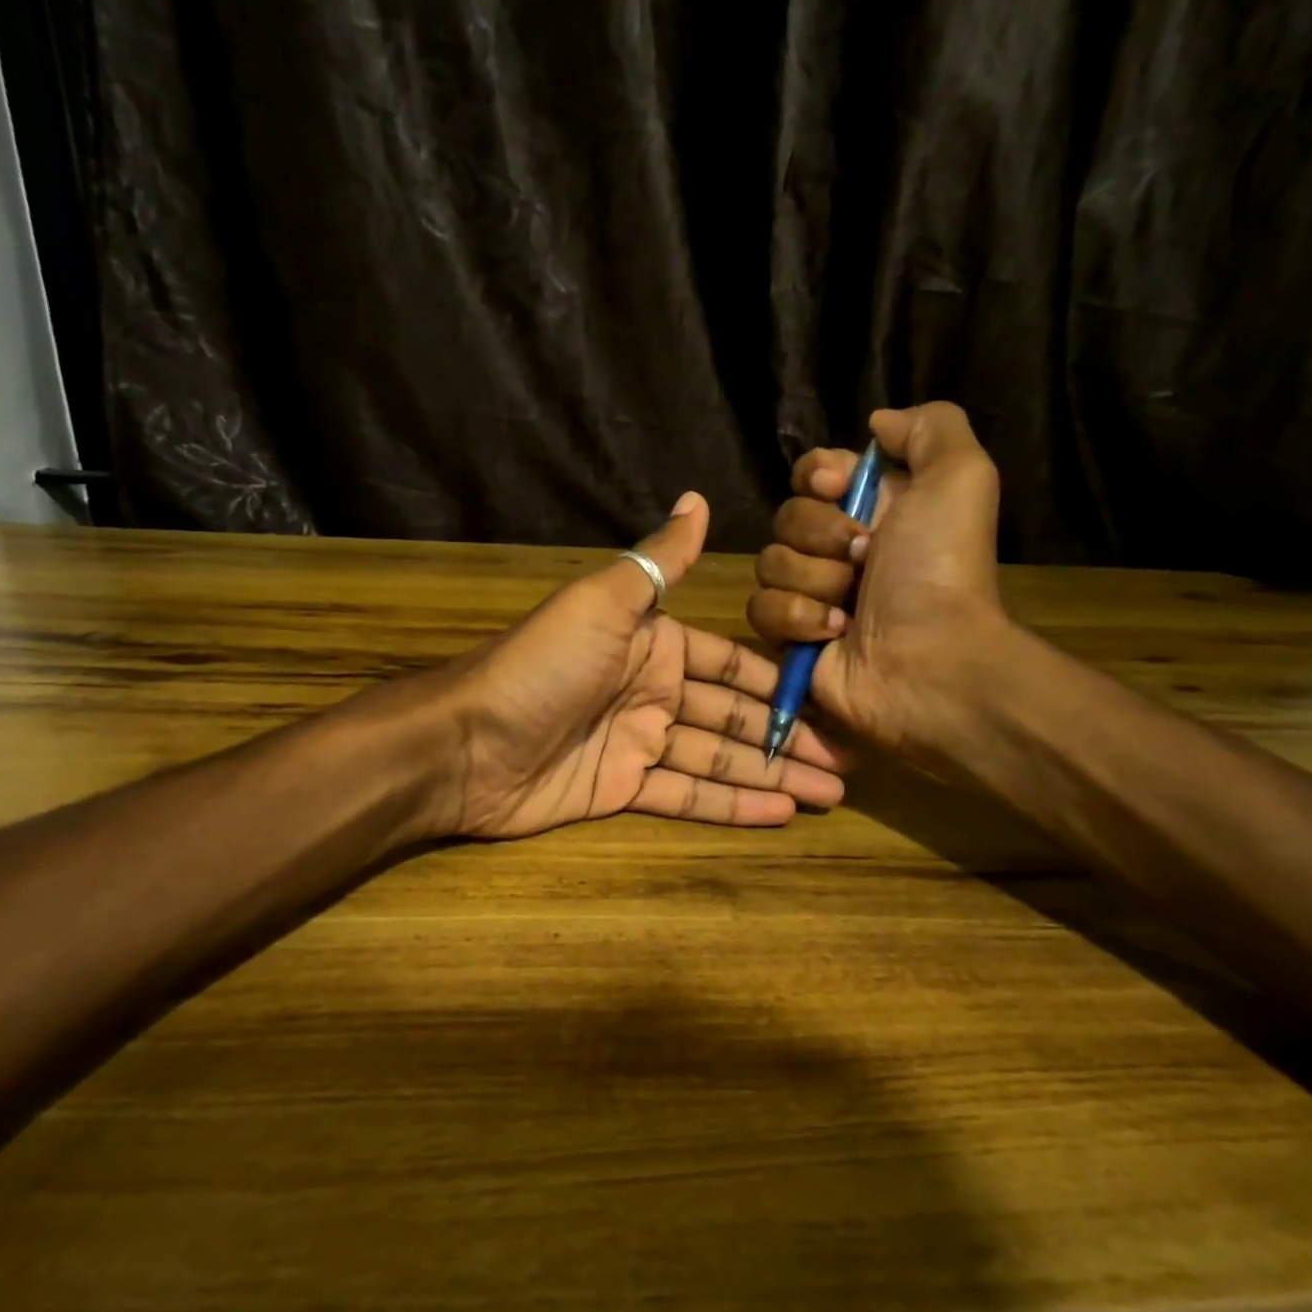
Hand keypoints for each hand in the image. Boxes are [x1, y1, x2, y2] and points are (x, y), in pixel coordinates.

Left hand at [442, 493, 847, 838]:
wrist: (467, 742)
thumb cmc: (543, 666)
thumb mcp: (604, 603)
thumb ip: (659, 560)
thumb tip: (697, 498)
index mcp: (652, 645)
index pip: (729, 666)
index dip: (778, 683)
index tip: (830, 698)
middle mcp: (651, 692)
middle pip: (732, 717)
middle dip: (786, 738)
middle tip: (844, 763)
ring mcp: (637, 743)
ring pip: (718, 759)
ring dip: (771, 775)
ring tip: (830, 793)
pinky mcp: (620, 789)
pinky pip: (685, 795)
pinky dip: (731, 805)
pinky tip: (779, 813)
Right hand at [746, 402, 1012, 756]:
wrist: (931, 660)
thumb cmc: (942, 569)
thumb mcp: (961, 477)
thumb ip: (929, 428)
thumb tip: (876, 424)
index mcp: (872, 507)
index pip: (812, 471)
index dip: (815, 474)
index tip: (835, 485)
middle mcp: (838, 547)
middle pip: (785, 516)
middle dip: (820, 535)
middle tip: (864, 557)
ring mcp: (811, 593)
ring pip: (769, 562)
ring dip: (813, 581)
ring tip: (851, 606)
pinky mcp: (790, 635)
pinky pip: (761, 608)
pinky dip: (797, 618)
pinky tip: (834, 633)